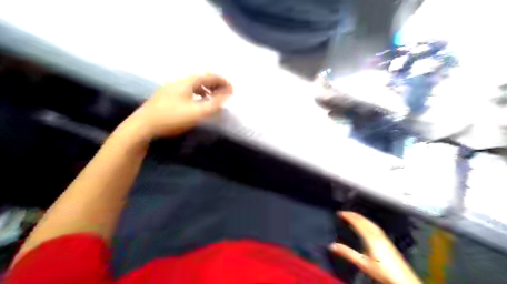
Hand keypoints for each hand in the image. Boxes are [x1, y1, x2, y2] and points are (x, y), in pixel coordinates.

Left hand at [130, 74, 232, 138]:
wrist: (143, 126)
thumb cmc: (172, 118)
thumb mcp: (197, 112)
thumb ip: (214, 103)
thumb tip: (227, 94)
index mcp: (186, 82)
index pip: (209, 76)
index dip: (222, 81)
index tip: (232, 89)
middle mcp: (178, 82)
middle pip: (200, 79)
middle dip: (215, 85)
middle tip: (224, 93)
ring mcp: (169, 89)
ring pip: (192, 85)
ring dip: (205, 89)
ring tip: (212, 98)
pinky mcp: (165, 97)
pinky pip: (186, 91)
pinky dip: (196, 94)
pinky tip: (196, 103)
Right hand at [332, 212, 422, 283]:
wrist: (404, 280)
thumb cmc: (383, 272)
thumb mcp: (363, 264)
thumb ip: (347, 253)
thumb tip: (331, 245)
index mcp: (371, 238)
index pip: (358, 222)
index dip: (348, 216)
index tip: (340, 213)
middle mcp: (378, 235)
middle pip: (365, 220)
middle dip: (354, 215)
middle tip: (345, 212)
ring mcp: (384, 238)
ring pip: (370, 222)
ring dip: (361, 217)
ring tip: (354, 216)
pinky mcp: (388, 242)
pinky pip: (375, 226)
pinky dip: (367, 222)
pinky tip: (367, 226)